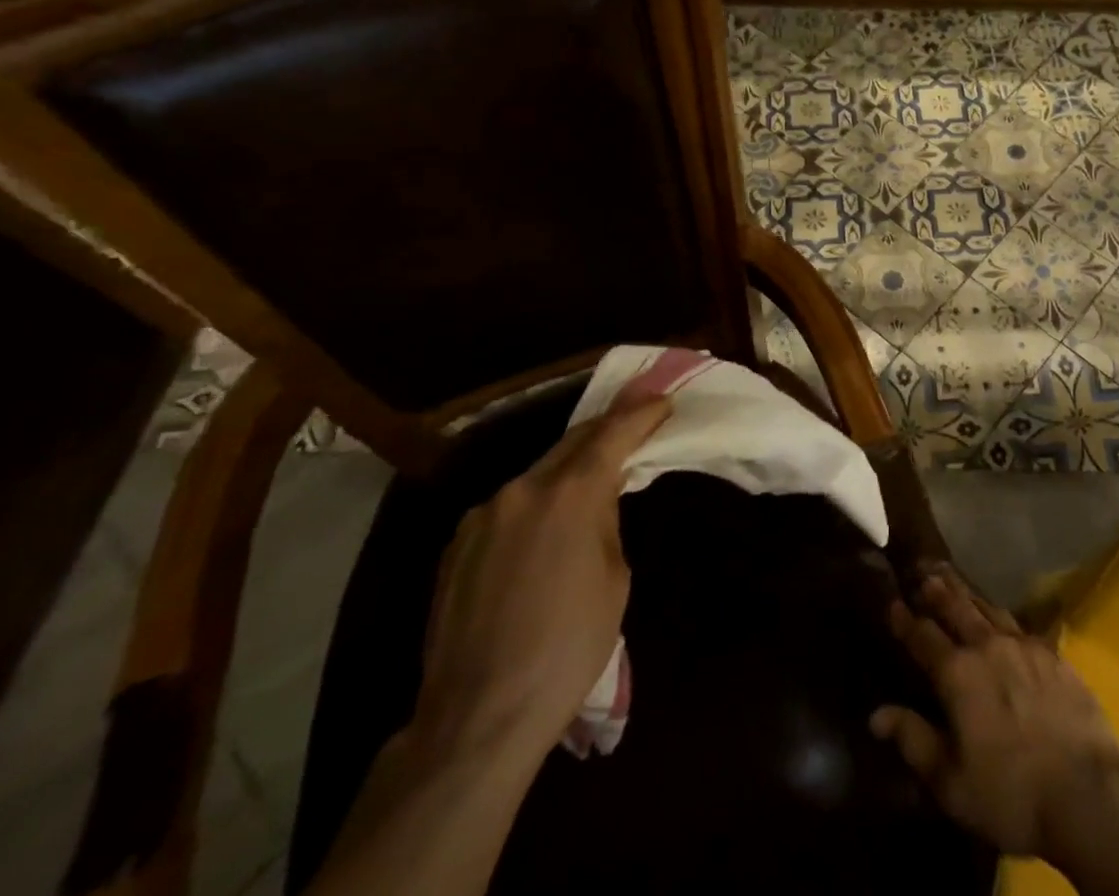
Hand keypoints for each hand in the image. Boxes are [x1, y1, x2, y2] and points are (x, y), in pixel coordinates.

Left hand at [413, 393, 672, 760]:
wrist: (478, 718)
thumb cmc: (568, 649)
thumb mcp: (614, 578)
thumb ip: (605, 522)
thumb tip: (597, 502)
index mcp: (569, 495)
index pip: (612, 434)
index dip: (641, 413)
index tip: (662, 400)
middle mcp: (522, 490)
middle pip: (572, 443)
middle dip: (606, 431)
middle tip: (634, 422)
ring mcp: (482, 516)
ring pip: (536, 475)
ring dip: (567, 472)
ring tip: (589, 485)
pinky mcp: (457, 545)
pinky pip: (508, 508)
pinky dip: (535, 505)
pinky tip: (543, 534)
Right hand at [871, 572, 1118, 859]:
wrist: (1088, 794)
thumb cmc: (1011, 795)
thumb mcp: (951, 782)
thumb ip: (913, 740)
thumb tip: (877, 714)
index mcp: (957, 674)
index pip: (923, 637)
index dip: (905, 620)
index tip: (892, 603)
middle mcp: (987, 647)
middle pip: (956, 609)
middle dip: (937, 592)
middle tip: (924, 573)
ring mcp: (1023, 646)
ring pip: (988, 609)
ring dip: (968, 594)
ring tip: (955, 580)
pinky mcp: (1053, 655)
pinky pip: (1020, 624)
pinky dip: (1002, 615)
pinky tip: (1003, 615)